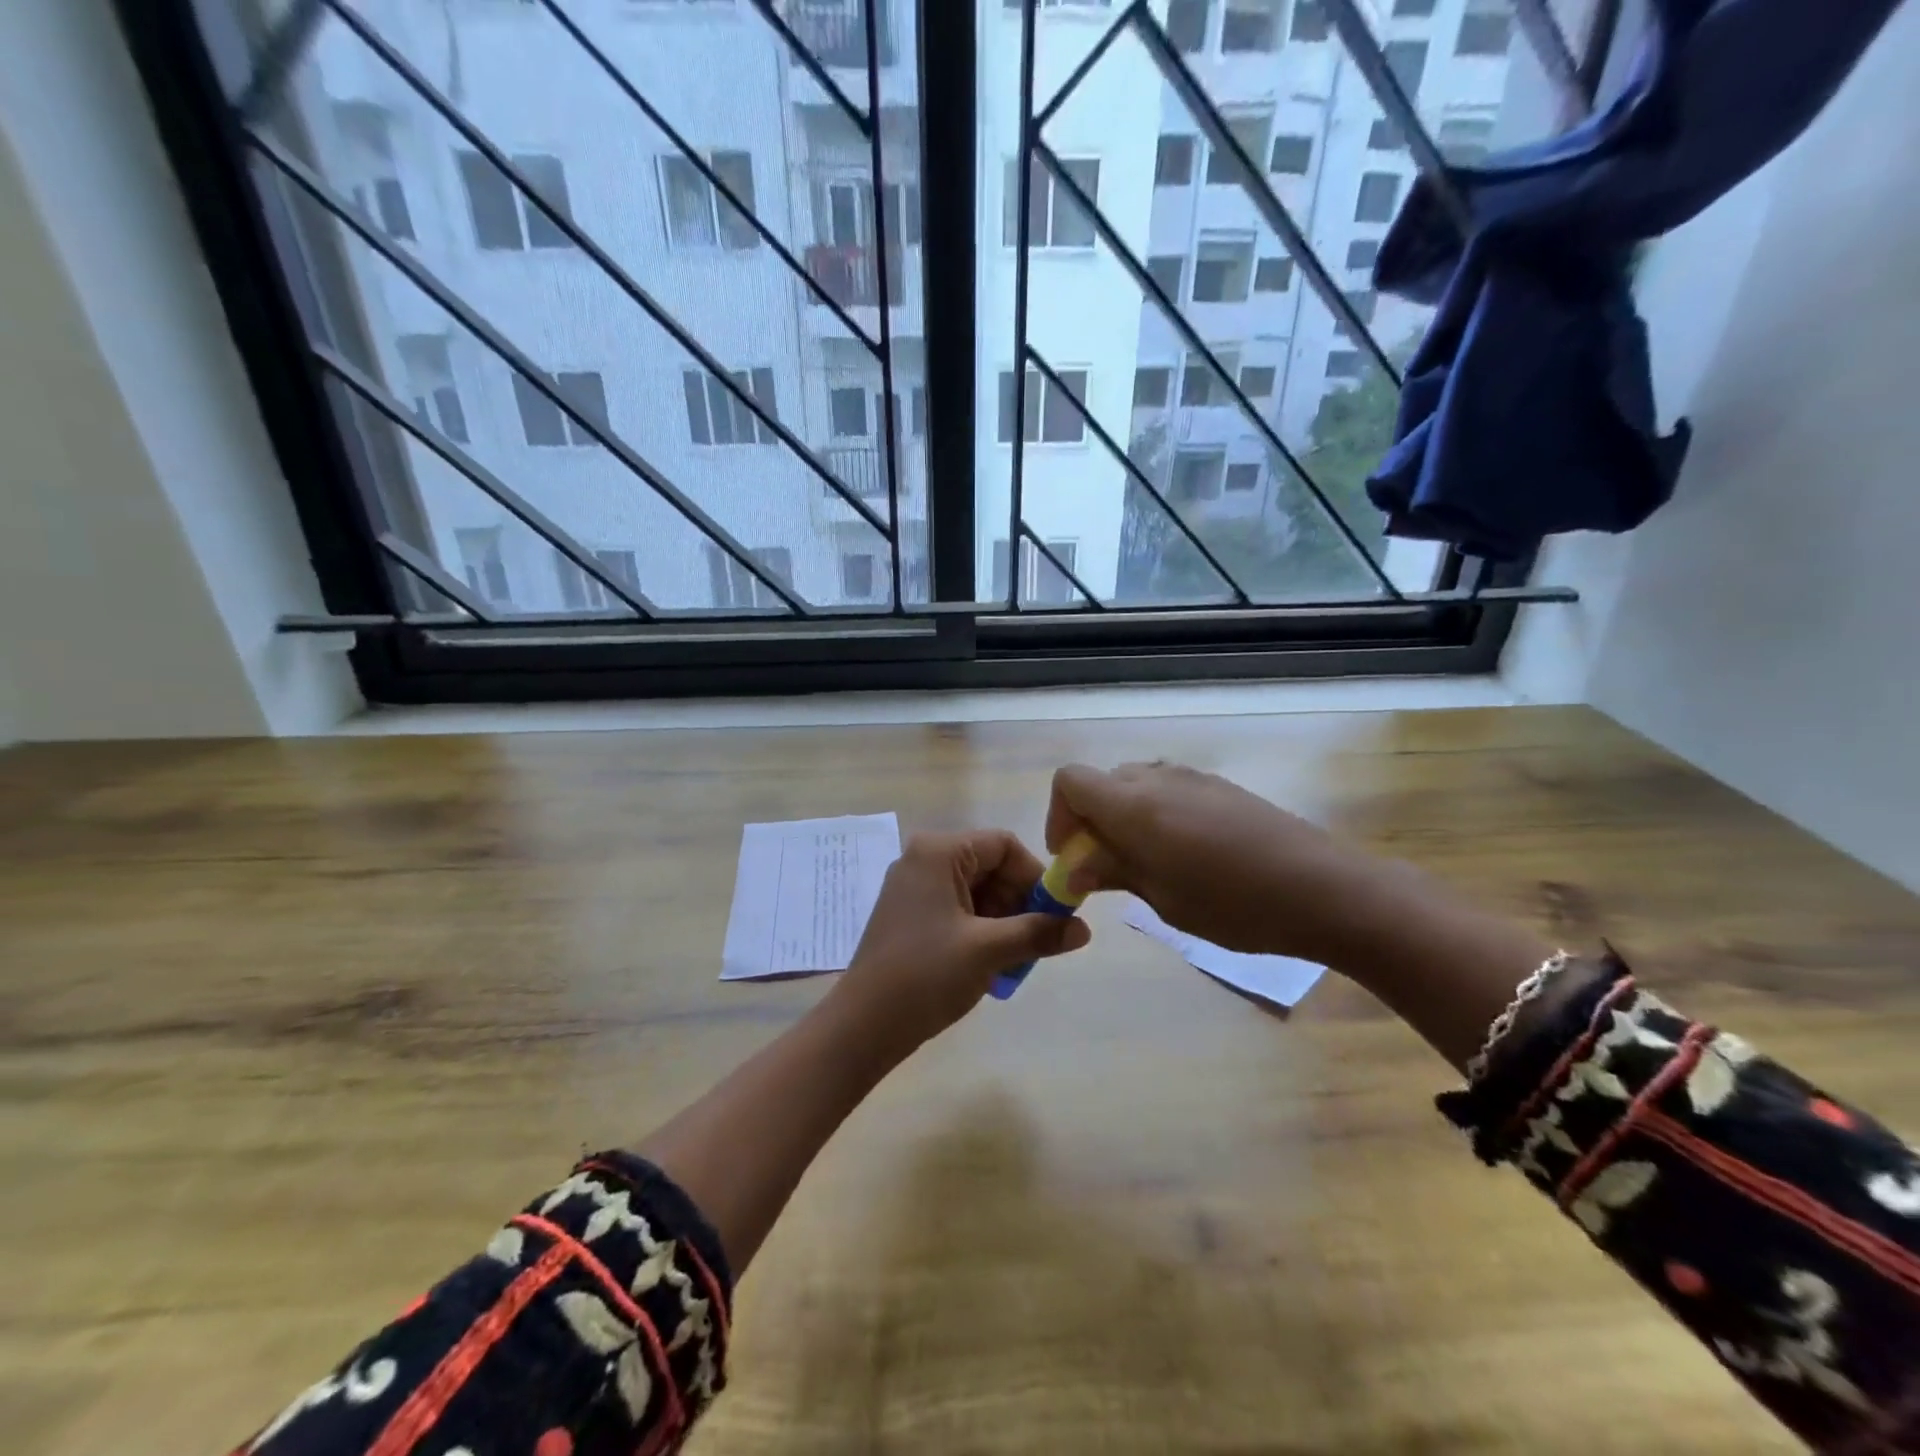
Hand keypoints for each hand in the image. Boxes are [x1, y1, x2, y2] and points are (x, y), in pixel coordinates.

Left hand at [830, 829, 1092, 1048]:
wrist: (863, 1025)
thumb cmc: (926, 975)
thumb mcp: (989, 951)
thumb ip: (1039, 933)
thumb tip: (1085, 929)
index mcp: (938, 852)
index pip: (1003, 845)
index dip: (1034, 876)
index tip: (1052, 915)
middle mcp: (922, 859)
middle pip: (989, 866)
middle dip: (1018, 903)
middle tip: (1034, 943)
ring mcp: (912, 887)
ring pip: (975, 891)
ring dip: (1002, 921)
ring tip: (1012, 961)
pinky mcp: (908, 914)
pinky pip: (957, 908)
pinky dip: (979, 930)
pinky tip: (988, 965)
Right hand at [1046, 761, 1410, 963]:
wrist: (1325, 889)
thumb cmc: (1234, 904)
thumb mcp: (1163, 898)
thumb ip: (1113, 871)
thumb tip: (1075, 866)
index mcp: (1134, 805)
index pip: (1070, 780)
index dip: (1059, 815)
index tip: (1073, 856)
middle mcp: (1158, 779)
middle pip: (1102, 781)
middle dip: (1091, 820)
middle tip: (1106, 867)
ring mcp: (1194, 779)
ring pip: (1137, 785)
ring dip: (1125, 816)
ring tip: (1147, 863)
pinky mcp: (1223, 788)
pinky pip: (1170, 790)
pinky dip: (1157, 814)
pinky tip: (1187, 855)